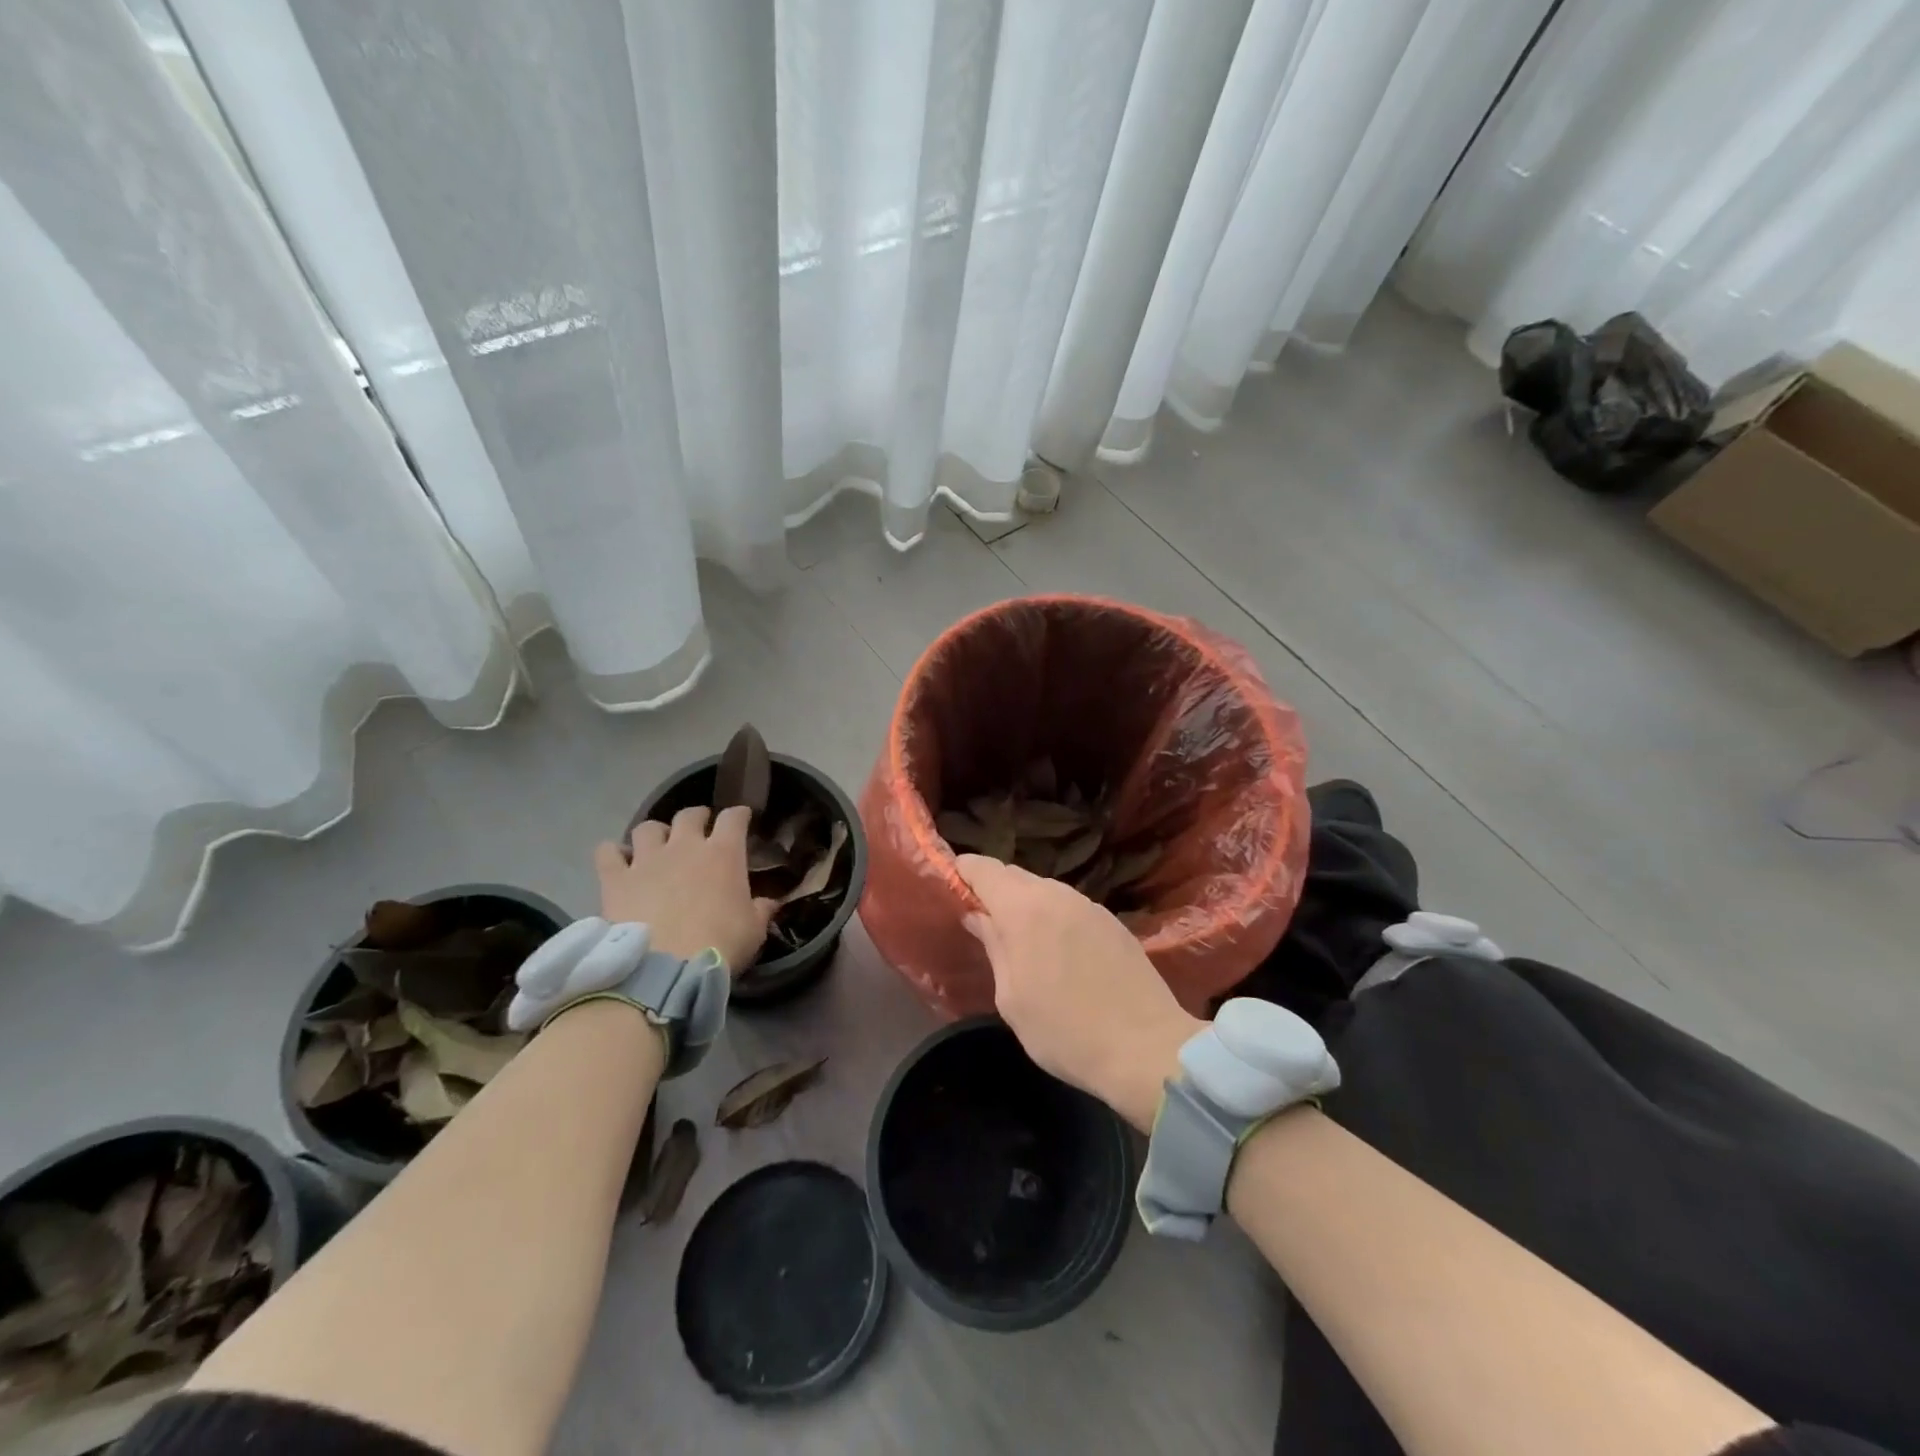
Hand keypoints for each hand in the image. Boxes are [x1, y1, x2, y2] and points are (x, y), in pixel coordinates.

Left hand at [596, 806, 775, 972]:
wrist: (663, 969)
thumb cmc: (718, 945)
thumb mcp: (753, 930)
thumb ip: (761, 910)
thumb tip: (770, 902)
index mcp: (723, 853)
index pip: (733, 818)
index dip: (739, 815)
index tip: (742, 819)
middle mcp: (684, 846)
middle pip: (689, 815)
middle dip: (697, 817)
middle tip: (699, 830)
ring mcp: (647, 860)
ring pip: (648, 827)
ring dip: (656, 833)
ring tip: (657, 845)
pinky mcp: (616, 879)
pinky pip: (608, 853)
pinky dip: (614, 853)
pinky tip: (619, 861)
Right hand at [956, 855, 1202, 1131]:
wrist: (1146, 1049)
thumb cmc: (1065, 1030)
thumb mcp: (1012, 997)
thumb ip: (993, 946)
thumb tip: (978, 916)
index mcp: (1024, 908)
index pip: (982, 868)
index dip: (961, 872)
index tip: (948, 888)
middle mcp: (1057, 894)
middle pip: (1013, 875)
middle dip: (992, 890)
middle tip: (978, 920)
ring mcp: (1089, 905)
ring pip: (1044, 890)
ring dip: (1024, 905)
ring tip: (1016, 938)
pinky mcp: (1113, 921)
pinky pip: (1069, 907)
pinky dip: (1053, 917)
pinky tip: (1056, 950)